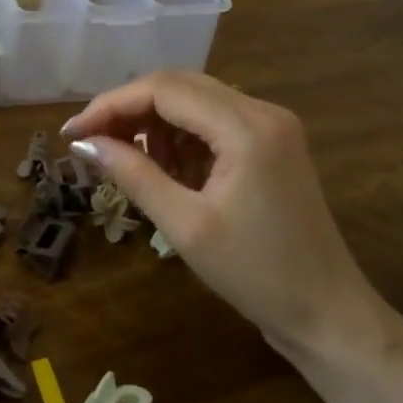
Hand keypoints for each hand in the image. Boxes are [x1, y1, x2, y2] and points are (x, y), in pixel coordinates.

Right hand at [64, 71, 388, 359]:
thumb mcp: (185, 226)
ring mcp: (271, 125)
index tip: (73, 133)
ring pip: (194, 101)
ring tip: (128, 162)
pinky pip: (212, 121)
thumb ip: (133, 175)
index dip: (111, 105)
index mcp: (247, 126)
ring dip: (154, 123)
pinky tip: (164, 169)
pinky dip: (179, 137)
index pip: (163, 89)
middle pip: (178, 86)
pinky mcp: (271, 143)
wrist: (329, 316)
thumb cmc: (256, 275)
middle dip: (129, 110)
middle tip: (91, 143)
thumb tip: (84, 144)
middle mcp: (262, 111)